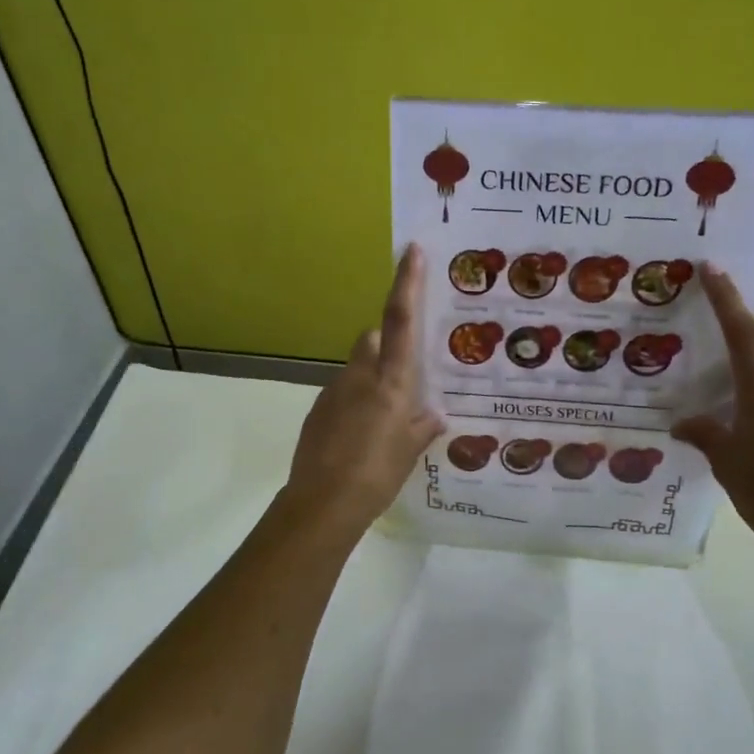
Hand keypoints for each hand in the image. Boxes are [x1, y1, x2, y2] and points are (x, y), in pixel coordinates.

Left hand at [281, 244, 443, 536]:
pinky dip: (356, 400)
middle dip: (387, 344)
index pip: (400, 320)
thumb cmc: (376, 474)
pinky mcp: (318, 409)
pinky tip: (362, 434)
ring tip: (386, 415)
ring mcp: (334, 391)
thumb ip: (422, 426)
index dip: (407, 283)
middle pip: (372, 339)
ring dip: (372, 377)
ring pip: (357, 367)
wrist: (322, 503)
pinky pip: (343, 392)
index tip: (410, 250)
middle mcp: (361, 376)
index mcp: (391, 381)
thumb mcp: (409, 452)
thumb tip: (435, 414)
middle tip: (406, 373)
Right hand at [671, 264, 753, 568]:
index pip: (742, 332)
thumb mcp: (726, 463)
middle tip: (702, 333)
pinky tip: (740, 412)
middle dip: (735, 330)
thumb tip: (682, 423)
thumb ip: (704, 434)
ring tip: (715, 376)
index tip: (711, 268)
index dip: (726, 298)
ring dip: (749, 361)